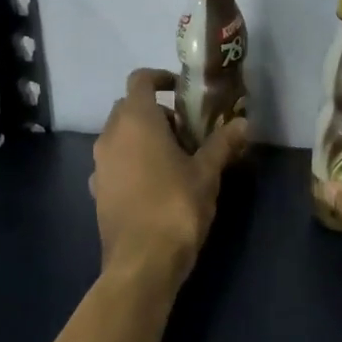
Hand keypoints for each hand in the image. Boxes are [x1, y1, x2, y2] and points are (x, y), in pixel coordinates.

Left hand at [91, 68, 248, 281]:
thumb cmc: (176, 206)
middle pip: (129, 107)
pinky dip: (132, 161)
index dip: (161, 78)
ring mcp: (99, 164)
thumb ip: (222, 143)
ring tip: (176, 159)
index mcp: (136, 120)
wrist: (141, 262)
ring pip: (120, 136)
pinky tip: (155, 184)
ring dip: (144, 138)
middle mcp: (110, 135)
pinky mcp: (97, 190)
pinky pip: (115, 162)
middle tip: (188, 132)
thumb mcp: (207, 173)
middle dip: (158, 112)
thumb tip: (244, 122)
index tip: (182, 90)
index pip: (140, 80)